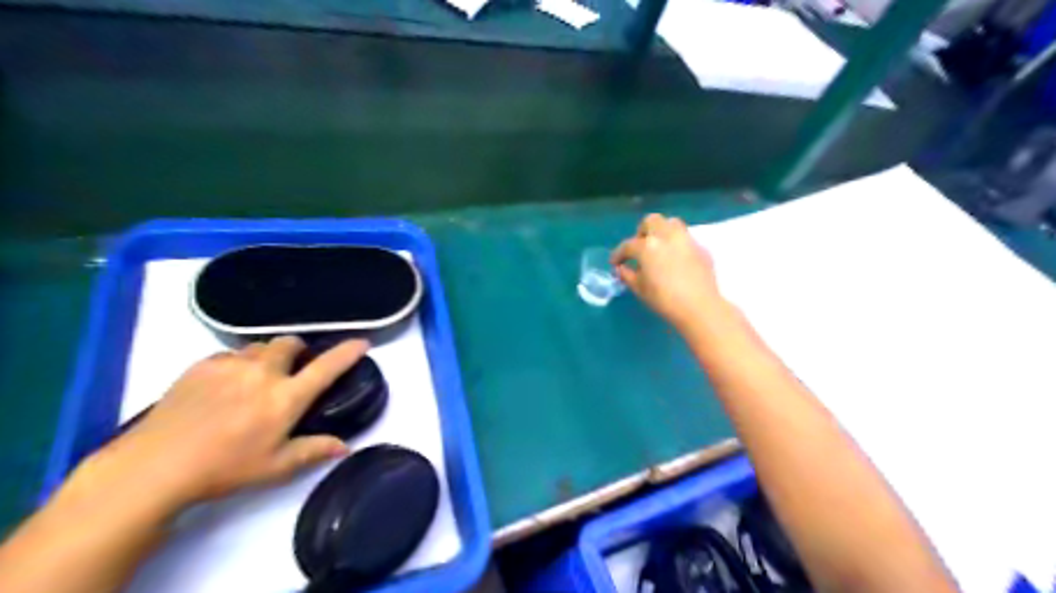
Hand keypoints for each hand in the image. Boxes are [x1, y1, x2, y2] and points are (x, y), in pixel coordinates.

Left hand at [77, 336, 367, 510]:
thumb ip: (313, 451)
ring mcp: (230, 366)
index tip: (362, 343)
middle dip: (298, 350)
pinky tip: (226, 385)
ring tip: (257, 378)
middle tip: (292, 369)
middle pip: (290, 343)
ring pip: (259, 346)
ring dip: (267, 356)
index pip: (326, 367)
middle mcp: (262, 373)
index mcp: (285, 398)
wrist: (154, 466)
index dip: (348, 352)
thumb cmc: (223, 469)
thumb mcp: (275, 467)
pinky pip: (230, 355)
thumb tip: (345, 447)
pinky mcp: (201, 366)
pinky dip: (237, 364)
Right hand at [612, 213, 727, 333]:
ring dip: (661, 232)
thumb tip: (621, 268)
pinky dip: (676, 244)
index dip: (618, 254)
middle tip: (639, 249)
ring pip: (671, 224)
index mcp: (647, 246)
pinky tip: (675, 260)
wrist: (699, 307)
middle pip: (651, 222)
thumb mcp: (639, 289)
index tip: (615, 263)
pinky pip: (685, 238)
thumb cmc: (664, 300)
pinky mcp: (700, 247)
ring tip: (658, 249)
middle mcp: (666, 236)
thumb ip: (627, 275)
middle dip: (642, 232)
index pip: (628, 245)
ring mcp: (685, 239)